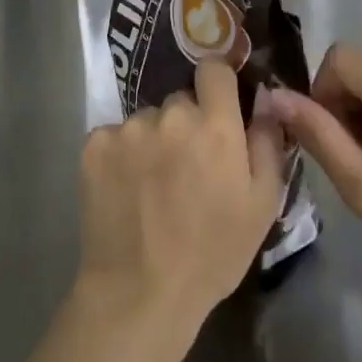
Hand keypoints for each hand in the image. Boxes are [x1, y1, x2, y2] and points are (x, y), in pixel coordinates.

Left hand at [75, 61, 286, 336]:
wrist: (139, 293)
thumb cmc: (212, 253)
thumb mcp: (262, 204)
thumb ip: (267, 141)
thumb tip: (264, 98)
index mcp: (214, 126)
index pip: (214, 67)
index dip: (218, 83)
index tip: (219, 106)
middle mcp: (170, 115)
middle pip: (180, 100)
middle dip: (187, 123)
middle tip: (187, 166)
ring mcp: (128, 128)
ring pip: (147, 120)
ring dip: (154, 140)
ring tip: (153, 186)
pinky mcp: (95, 145)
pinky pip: (115, 135)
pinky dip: (122, 155)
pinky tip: (125, 190)